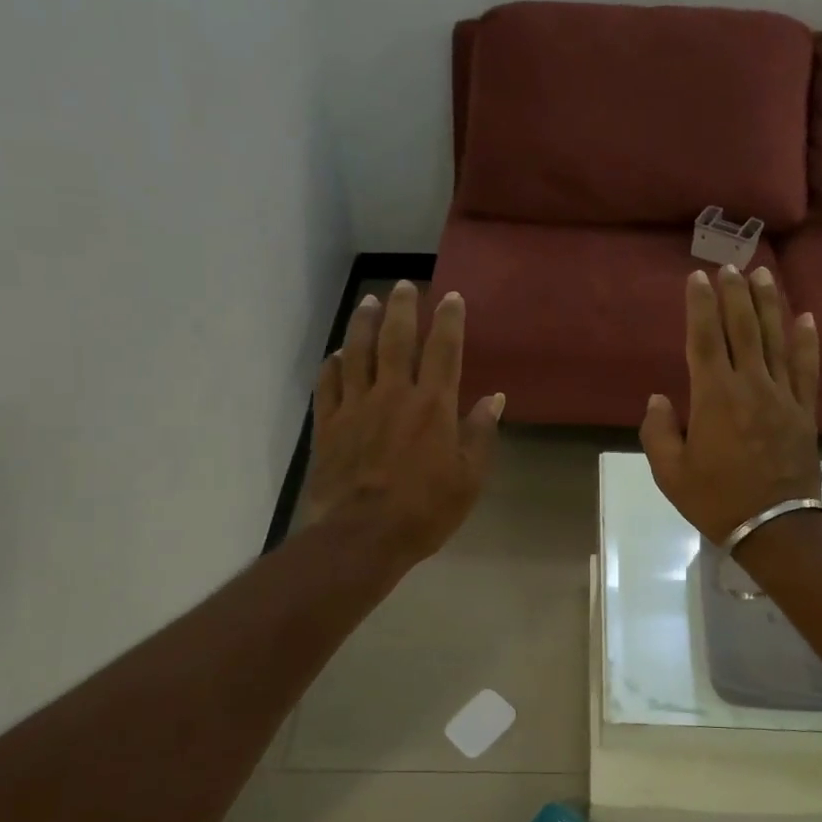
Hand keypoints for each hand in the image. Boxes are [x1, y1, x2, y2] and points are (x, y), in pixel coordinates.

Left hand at [307, 281, 503, 562]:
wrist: (362, 536)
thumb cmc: (425, 511)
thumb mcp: (469, 478)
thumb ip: (480, 434)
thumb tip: (493, 399)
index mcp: (433, 406)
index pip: (444, 351)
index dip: (450, 321)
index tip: (451, 297)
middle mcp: (393, 394)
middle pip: (397, 339)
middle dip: (404, 308)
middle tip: (406, 285)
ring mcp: (356, 407)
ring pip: (358, 353)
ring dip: (364, 323)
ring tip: (369, 302)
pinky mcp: (328, 425)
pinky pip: (328, 385)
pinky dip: (332, 365)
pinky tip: (336, 354)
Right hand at [640, 264, 821, 543]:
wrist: (775, 526)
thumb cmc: (716, 499)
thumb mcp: (671, 473)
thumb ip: (658, 432)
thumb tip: (659, 399)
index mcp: (714, 397)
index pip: (704, 340)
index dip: (700, 306)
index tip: (697, 278)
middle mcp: (750, 386)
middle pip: (742, 329)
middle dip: (734, 294)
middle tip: (729, 265)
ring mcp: (783, 396)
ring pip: (775, 339)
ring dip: (769, 305)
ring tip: (763, 275)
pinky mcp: (805, 411)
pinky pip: (807, 369)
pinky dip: (807, 341)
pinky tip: (806, 318)